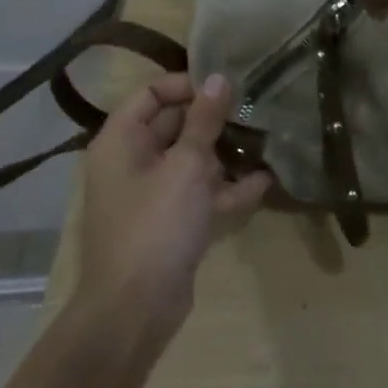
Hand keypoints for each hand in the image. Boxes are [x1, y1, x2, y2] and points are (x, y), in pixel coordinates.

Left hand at [70, 72, 272, 336]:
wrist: (135, 310)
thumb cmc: (156, 224)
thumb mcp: (187, 165)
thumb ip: (205, 120)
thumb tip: (220, 77)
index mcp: (122, 141)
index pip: (151, 93)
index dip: (187, 85)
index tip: (226, 87)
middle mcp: (132, 162)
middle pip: (173, 125)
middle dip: (213, 118)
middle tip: (254, 107)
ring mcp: (151, 195)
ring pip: (190, 160)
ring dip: (224, 152)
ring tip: (265, 139)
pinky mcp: (170, 222)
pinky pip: (199, 193)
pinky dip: (226, 188)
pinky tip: (264, 182)